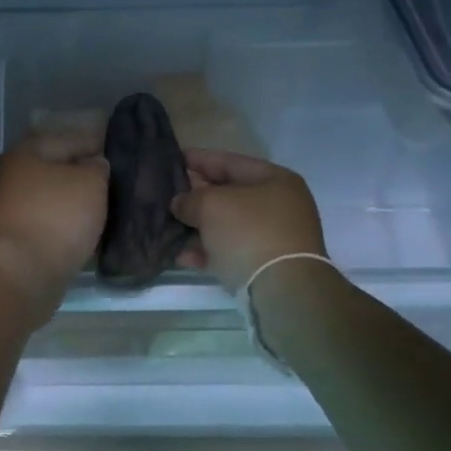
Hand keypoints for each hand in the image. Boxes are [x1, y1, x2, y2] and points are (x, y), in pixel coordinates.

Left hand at [0, 130, 108, 299]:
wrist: (22, 272)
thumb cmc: (58, 217)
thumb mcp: (90, 183)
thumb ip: (97, 168)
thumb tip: (93, 165)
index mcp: (24, 152)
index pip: (66, 140)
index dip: (93, 144)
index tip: (114, 153)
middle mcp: (8, 175)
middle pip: (52, 168)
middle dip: (78, 173)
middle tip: (108, 182)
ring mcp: (4, 207)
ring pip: (46, 196)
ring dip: (68, 200)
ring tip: (98, 206)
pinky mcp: (9, 236)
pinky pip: (42, 220)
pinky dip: (59, 222)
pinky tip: (78, 228)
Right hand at [171, 149, 326, 291]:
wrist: (283, 291)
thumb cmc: (249, 232)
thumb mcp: (211, 205)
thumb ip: (190, 199)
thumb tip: (180, 204)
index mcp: (275, 180)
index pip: (229, 161)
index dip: (198, 159)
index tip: (172, 159)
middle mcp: (279, 205)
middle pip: (229, 194)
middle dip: (196, 196)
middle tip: (166, 195)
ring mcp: (275, 237)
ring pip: (227, 225)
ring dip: (198, 226)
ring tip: (169, 227)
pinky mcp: (266, 265)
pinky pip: (231, 250)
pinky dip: (208, 251)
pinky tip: (182, 256)